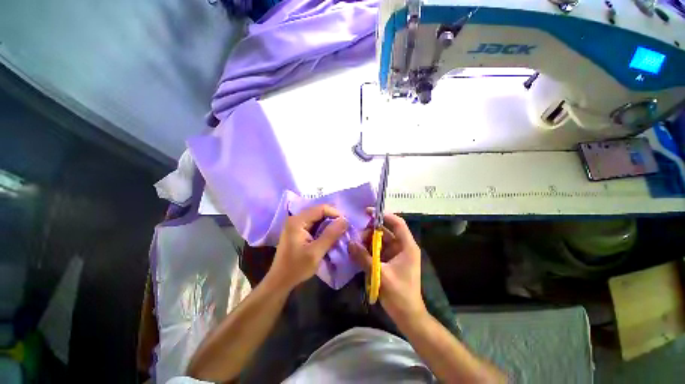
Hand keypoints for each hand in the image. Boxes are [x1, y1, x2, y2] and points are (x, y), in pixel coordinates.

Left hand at [268, 204, 347, 289]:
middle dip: (332, 218)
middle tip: (344, 228)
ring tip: (339, 231)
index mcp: (298, 221)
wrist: (280, 281)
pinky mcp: (297, 231)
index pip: (321, 208)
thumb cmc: (297, 268)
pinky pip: (313, 224)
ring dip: (328, 223)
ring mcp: (296, 224)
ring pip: (317, 217)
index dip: (335, 213)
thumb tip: (345, 220)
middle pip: (319, 211)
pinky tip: (329, 235)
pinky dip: (323, 228)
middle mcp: (296, 218)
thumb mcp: (316, 252)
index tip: (345, 224)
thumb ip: (330, 235)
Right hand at [348, 210, 425, 318]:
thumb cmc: (399, 294)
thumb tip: (349, 243)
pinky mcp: (388, 261)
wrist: (407, 315)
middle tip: (355, 232)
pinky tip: (357, 250)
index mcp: (407, 246)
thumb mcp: (380, 274)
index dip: (383, 215)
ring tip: (354, 241)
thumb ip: (364, 258)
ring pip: (380, 240)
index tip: (367, 212)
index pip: (397, 223)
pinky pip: (377, 250)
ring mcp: (395, 254)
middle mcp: (401, 247)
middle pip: (385, 231)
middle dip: (370, 230)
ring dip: (367, 240)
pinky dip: (368, 249)